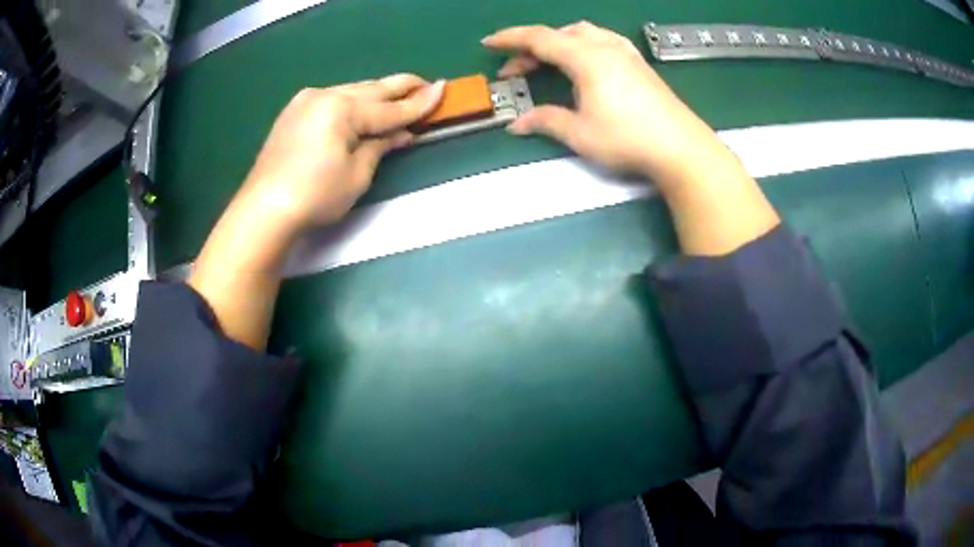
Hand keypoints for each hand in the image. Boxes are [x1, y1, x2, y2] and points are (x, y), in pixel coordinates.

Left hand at [237, 74, 444, 232]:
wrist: (263, 210)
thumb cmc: (315, 196)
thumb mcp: (357, 175)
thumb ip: (380, 146)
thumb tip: (401, 133)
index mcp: (342, 109)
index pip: (389, 108)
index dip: (419, 102)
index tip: (444, 89)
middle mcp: (324, 96)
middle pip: (371, 90)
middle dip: (400, 87)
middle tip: (426, 83)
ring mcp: (305, 101)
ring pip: (351, 92)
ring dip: (376, 94)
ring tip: (399, 95)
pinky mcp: (293, 112)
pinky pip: (332, 100)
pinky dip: (352, 103)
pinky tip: (363, 108)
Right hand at [482, 22, 727, 181]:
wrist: (680, 147)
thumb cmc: (628, 139)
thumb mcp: (580, 133)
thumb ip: (546, 122)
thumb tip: (518, 124)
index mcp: (586, 58)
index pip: (539, 39)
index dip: (510, 39)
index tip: (489, 43)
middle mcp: (605, 47)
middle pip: (560, 34)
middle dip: (532, 47)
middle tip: (516, 70)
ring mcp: (626, 53)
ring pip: (584, 33)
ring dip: (559, 42)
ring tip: (548, 61)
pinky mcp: (639, 64)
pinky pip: (604, 40)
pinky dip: (584, 44)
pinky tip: (586, 60)